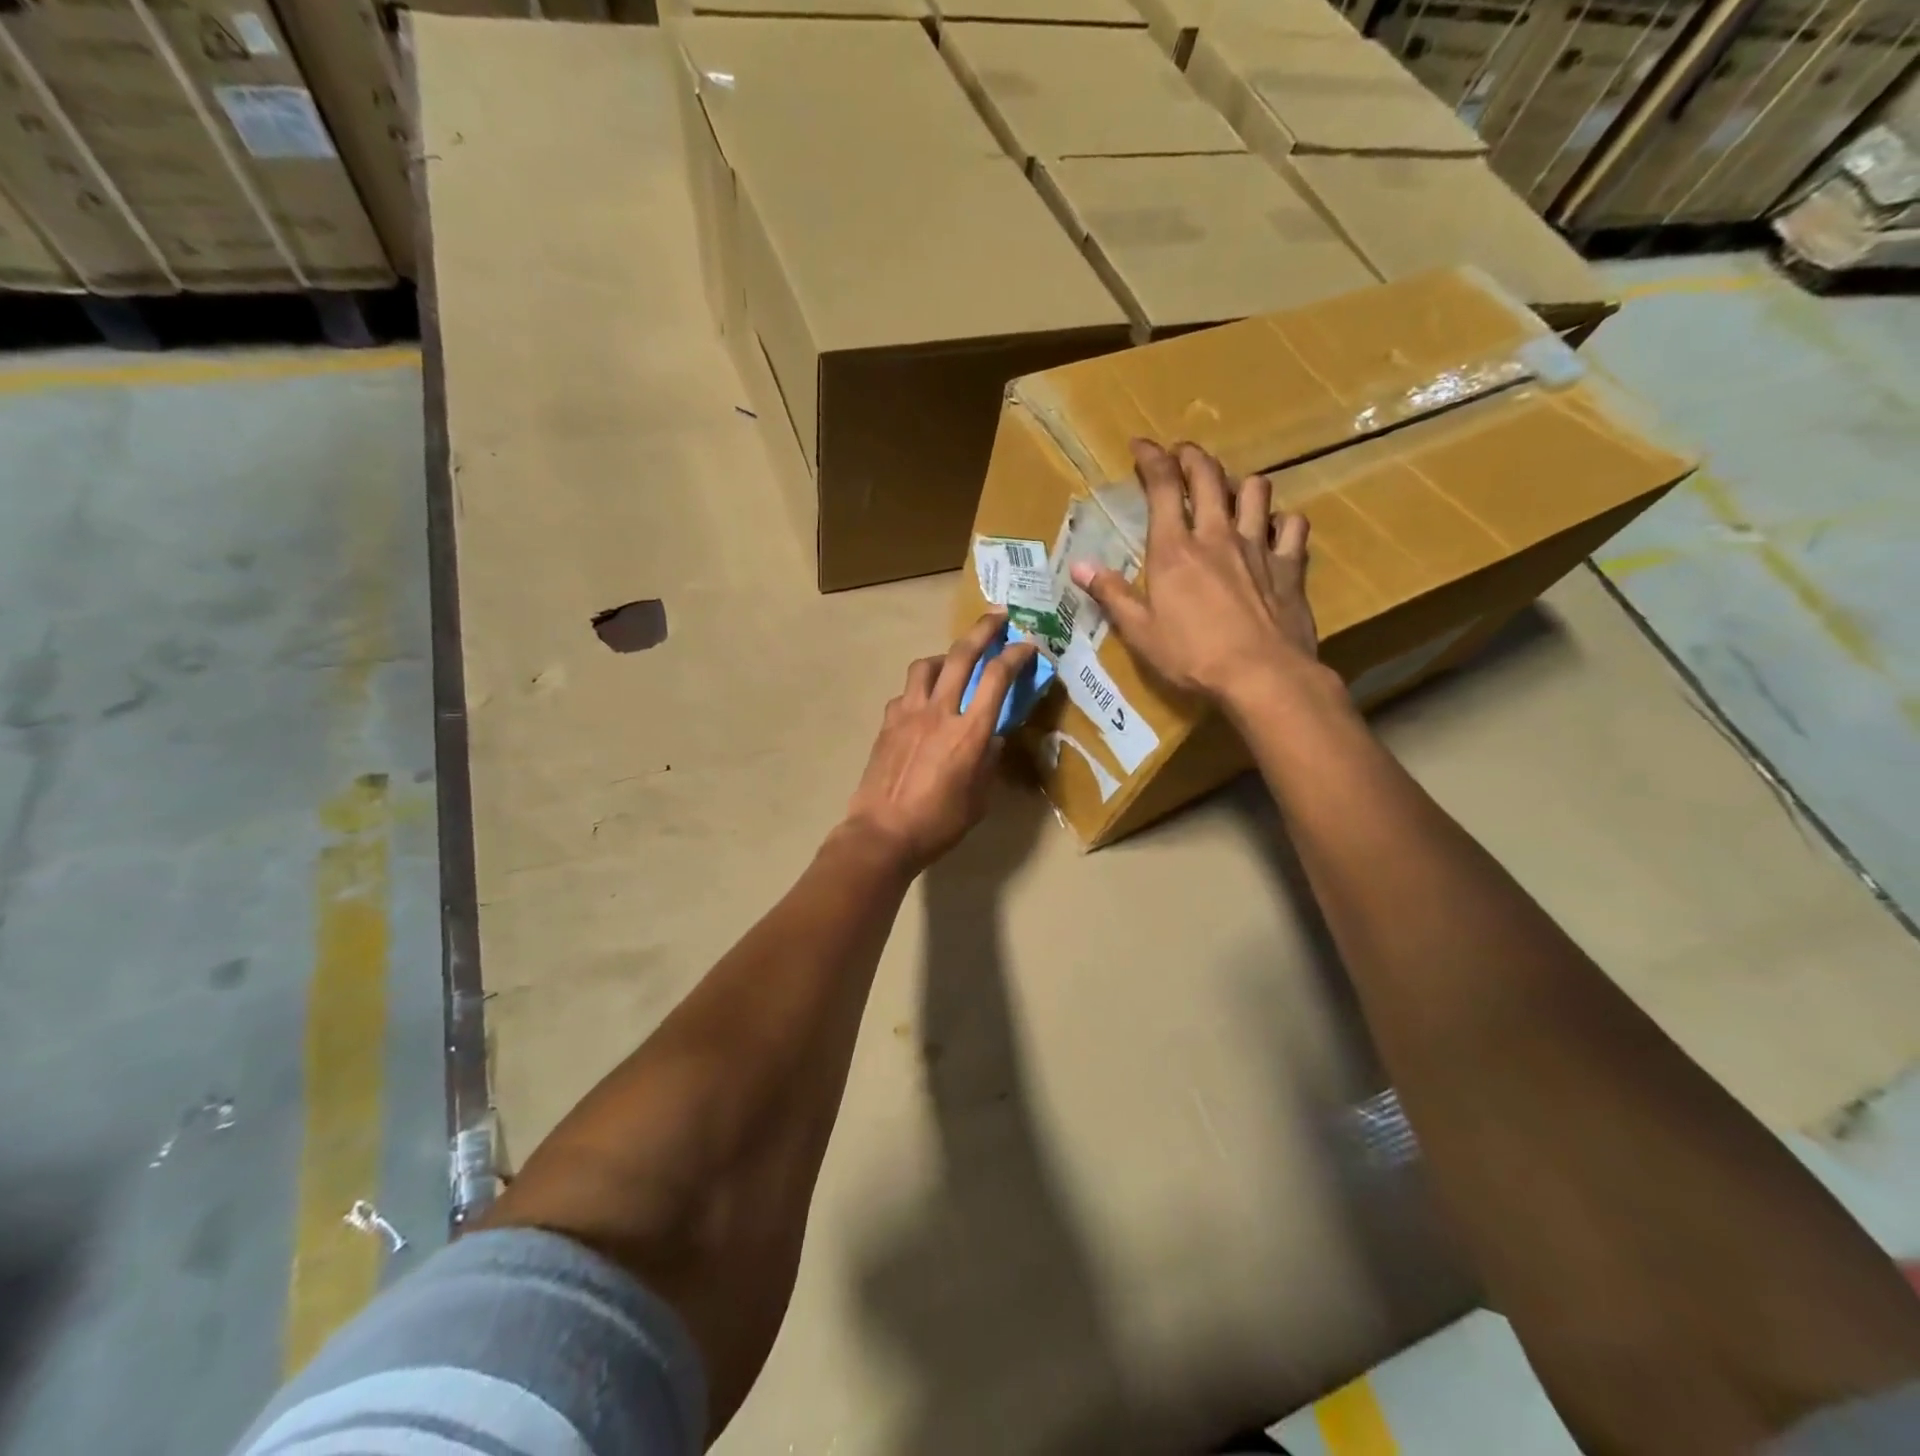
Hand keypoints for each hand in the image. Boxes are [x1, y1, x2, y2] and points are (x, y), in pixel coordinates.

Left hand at [842, 612, 1038, 873]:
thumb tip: (992, 737)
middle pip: (962, 655)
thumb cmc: (939, 823)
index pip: (997, 677)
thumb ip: (989, 760)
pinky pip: (906, 692)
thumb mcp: (979, 796)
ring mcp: (908, 713)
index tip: (1028, 645)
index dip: (1016, 654)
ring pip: (926, 665)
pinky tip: (923, 703)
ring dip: (945, 656)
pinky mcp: (887, 722)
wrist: (883, 833)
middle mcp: (940, 711)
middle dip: (983, 629)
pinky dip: (920, 689)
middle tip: (998, 616)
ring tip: (954, 662)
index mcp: (970, 731)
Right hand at [1071, 439, 1320, 708]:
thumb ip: (1111, 594)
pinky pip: (1292, 526)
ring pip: (1256, 490)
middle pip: (1209, 476)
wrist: (1262, 675)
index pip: (1163, 486)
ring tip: (1230, 489)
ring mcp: (1258, 547)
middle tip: (1181, 453)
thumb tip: (1080, 566)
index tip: (1141, 445)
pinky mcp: (1290, 566)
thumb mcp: (1140, 632)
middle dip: (1192, 456)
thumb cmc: (1191, 656)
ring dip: (1239, 482)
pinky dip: (1282, 520)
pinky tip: (1274, 528)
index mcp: (1174, 550)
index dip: (1151, 459)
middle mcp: (1217, 536)